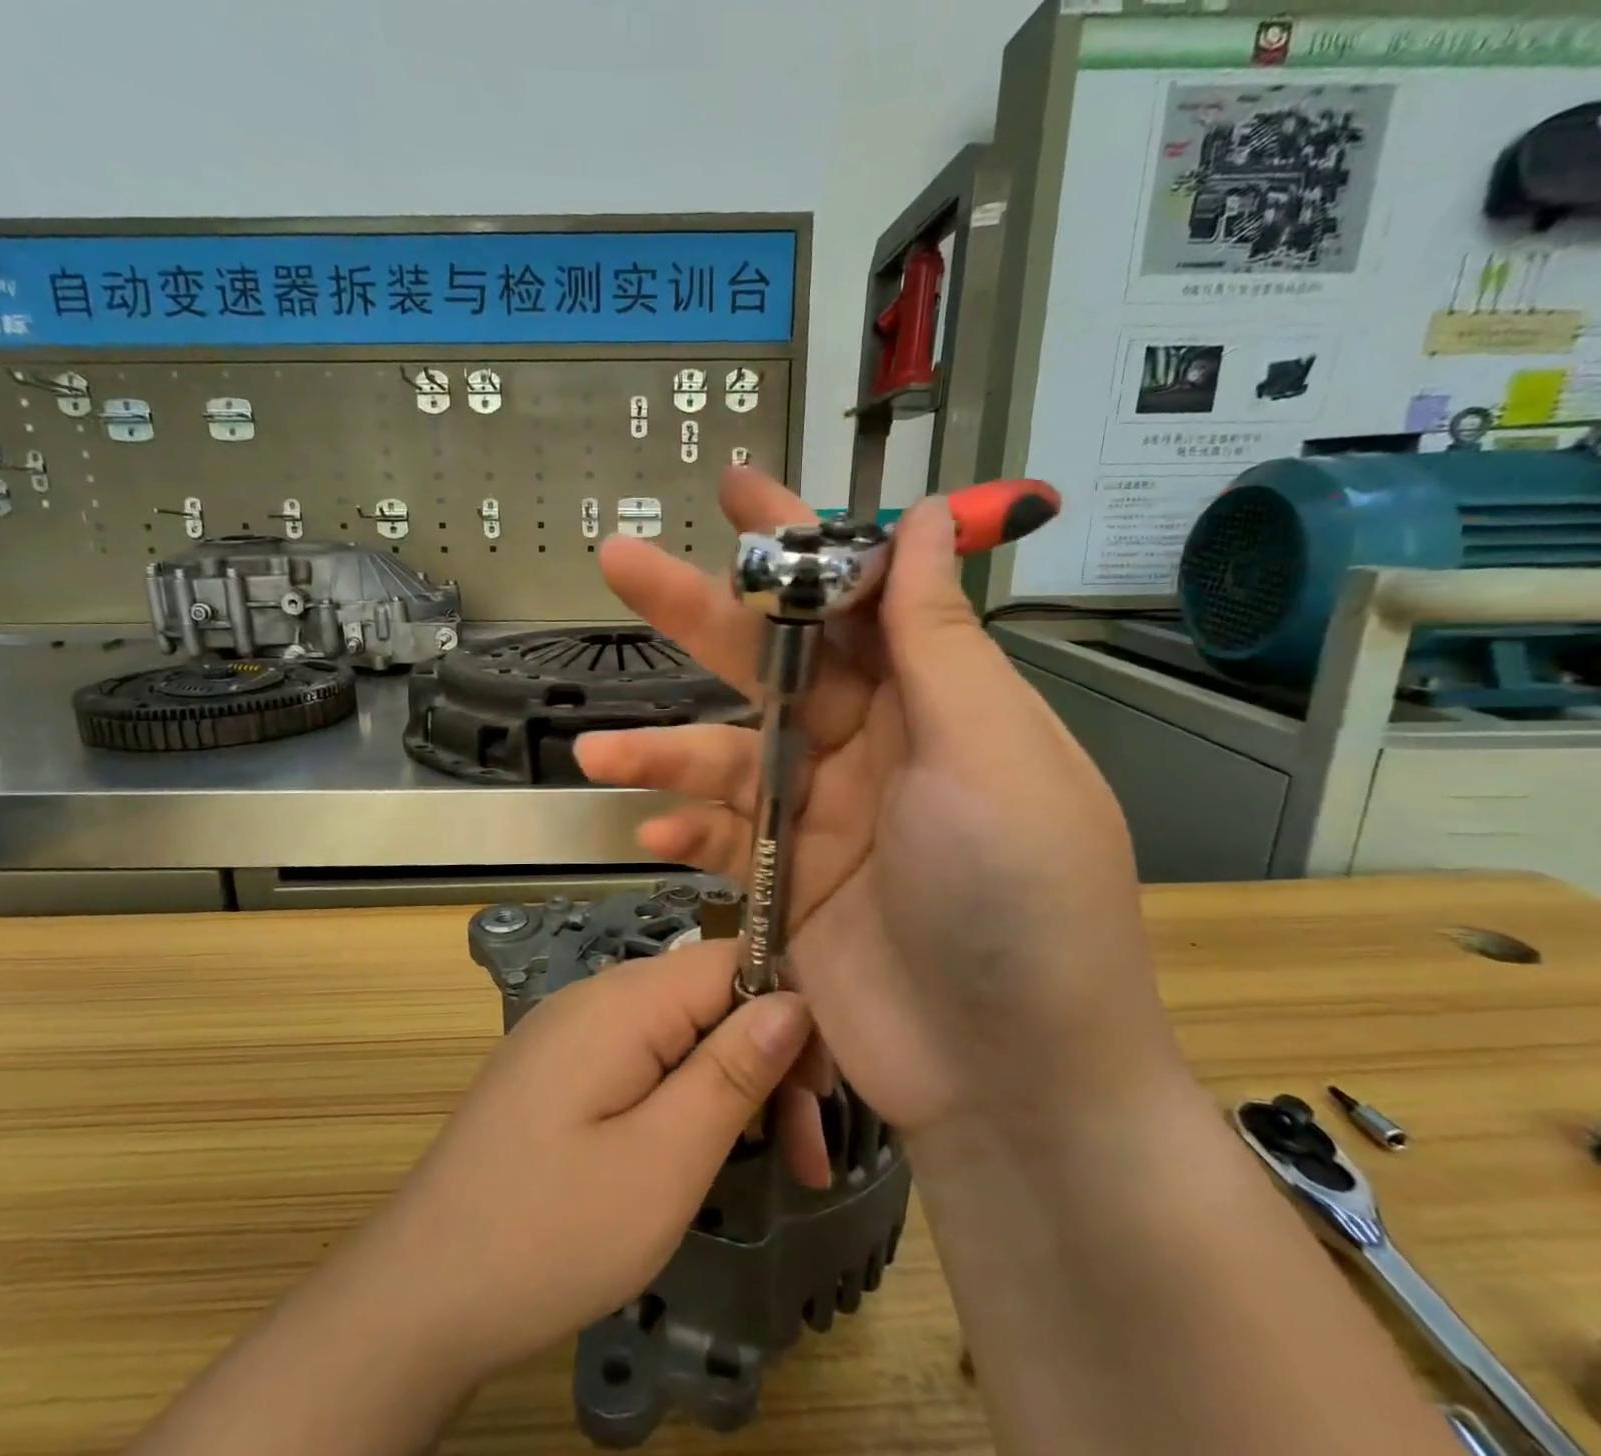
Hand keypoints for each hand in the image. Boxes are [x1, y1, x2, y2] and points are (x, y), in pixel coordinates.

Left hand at [363, 941, 814, 1383]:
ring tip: (768, 1161)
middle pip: (710, 995)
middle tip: (806, 1156)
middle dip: (767, 1060)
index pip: (734, 959)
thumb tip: (793, 1001)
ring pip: (681, 1029)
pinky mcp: (562, 1067)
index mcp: (625, 999)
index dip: (791, 1009)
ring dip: (732, 1083)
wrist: (419, 1292)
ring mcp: (574, 1029)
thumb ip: (732, 1071)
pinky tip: (699, 1146)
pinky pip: (645, 1055)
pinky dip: (687, 1093)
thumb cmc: (551, 1230)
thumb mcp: (665, 1160)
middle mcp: (598, 995)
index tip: (821, 1090)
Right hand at [575, 469, 1190, 1145]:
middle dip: (697, 614)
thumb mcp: (987, 751)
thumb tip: (929, 518)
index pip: (853, 597)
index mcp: (929, 701)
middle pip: (770, 663)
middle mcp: (871, 746)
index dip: (796, 541)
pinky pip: (723, 838)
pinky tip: (652, 835)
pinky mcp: (787, 883)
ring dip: (661, 749)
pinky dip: (685, 831)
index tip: (739, 491)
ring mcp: (822, 816)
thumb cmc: (1017, 895)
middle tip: (620, 562)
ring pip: (726, 756)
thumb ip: (938, 639)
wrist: (1008, 1077)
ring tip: (597, 752)